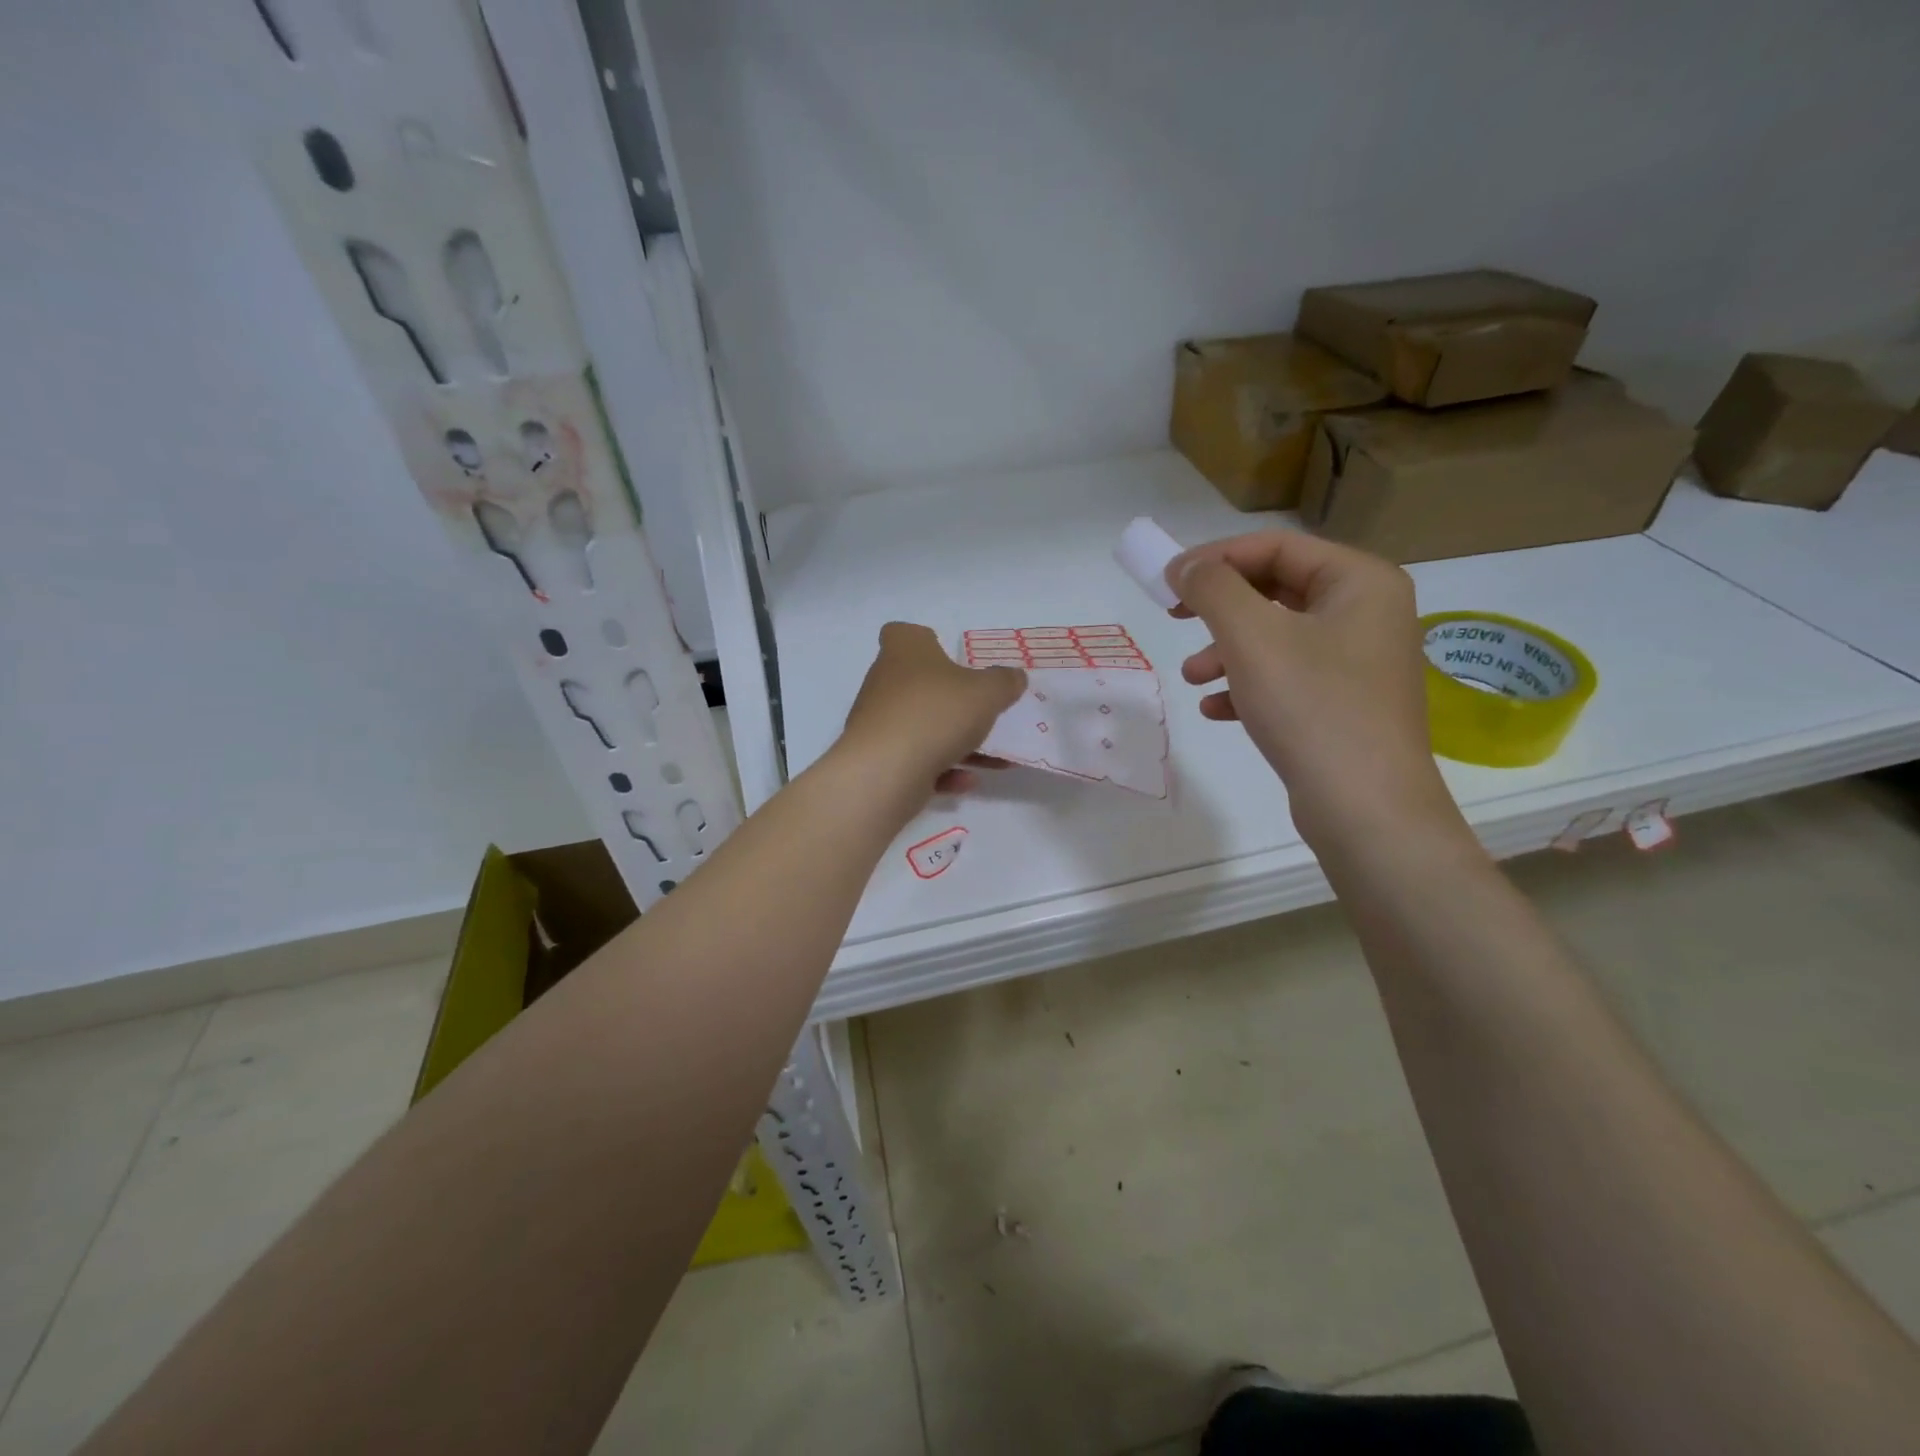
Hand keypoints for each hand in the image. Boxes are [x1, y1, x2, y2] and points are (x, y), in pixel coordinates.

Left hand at [840, 622, 1026, 797]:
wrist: (884, 772)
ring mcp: (878, 722)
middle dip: (952, 700)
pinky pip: (916, 759)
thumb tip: (1015, 676)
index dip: (926, 641)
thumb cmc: (936, 714)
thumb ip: (1004, 682)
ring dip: (957, 742)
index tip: (951, 658)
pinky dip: (941, 769)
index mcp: (904, 651)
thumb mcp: (986, 693)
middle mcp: (884, 682)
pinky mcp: (877, 759)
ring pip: (923, 726)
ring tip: (995, 759)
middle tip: (984, 711)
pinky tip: (967, 781)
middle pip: (919, 684)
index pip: (904, 633)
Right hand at [1166, 531, 1460, 850]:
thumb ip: (1213, 588)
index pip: (1276, 546)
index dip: (1215, 557)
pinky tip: (1217, 709)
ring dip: (1226, 651)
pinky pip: (1287, 678)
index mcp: (1360, 581)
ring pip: (1276, 637)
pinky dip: (1247, 685)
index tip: (1166, 581)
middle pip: (1275, 589)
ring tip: (1191, 678)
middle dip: (1219, 608)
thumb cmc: (1311, 707)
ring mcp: (1359, 661)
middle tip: (1174, 617)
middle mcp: (1367, 612)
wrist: (1366, 808)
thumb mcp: (1251, 637)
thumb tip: (1185, 566)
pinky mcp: (1345, 703)